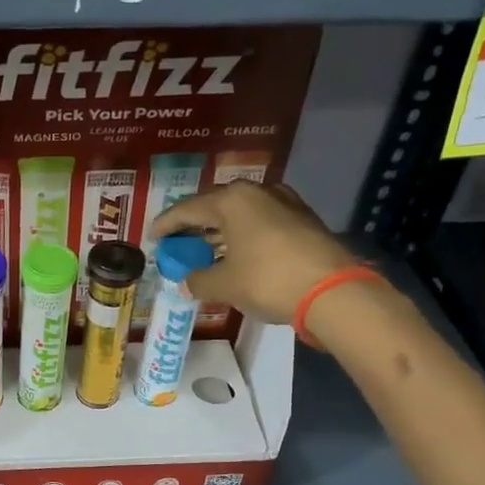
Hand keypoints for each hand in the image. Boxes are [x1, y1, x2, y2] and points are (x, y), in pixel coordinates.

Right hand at [153, 180, 358, 326]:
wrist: (332, 291)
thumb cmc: (267, 280)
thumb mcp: (224, 284)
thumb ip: (198, 280)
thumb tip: (186, 282)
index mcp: (232, 200)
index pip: (188, 209)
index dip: (167, 224)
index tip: (153, 236)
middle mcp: (258, 193)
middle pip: (216, 208)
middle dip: (195, 228)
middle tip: (178, 244)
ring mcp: (285, 204)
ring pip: (241, 216)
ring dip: (220, 234)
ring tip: (204, 253)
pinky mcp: (303, 221)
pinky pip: (260, 226)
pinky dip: (243, 239)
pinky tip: (236, 256)